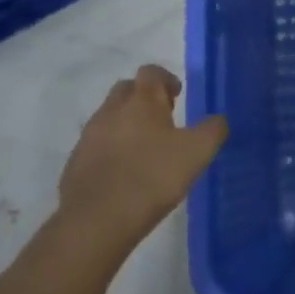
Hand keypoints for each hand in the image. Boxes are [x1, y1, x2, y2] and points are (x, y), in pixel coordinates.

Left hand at [56, 65, 226, 249]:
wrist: (97, 221)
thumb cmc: (152, 177)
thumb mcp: (198, 152)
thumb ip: (213, 130)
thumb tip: (218, 120)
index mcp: (141, 102)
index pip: (150, 72)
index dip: (166, 79)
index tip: (179, 97)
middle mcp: (111, 111)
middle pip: (126, 90)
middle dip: (145, 98)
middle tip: (165, 120)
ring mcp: (89, 137)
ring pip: (110, 117)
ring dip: (128, 124)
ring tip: (148, 149)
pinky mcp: (76, 163)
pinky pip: (98, 144)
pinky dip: (114, 148)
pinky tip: (128, 172)